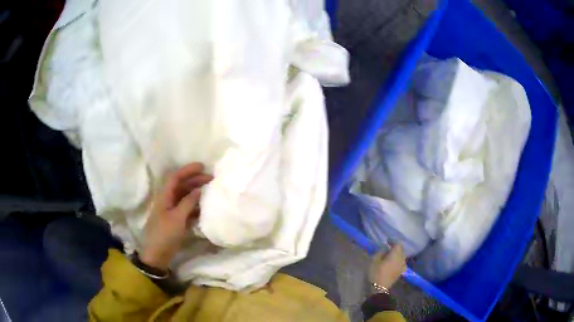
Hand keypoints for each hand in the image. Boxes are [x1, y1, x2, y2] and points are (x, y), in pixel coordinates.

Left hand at [140, 163, 212, 270]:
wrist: (157, 255)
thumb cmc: (165, 234)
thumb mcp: (177, 218)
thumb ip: (188, 202)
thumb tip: (199, 190)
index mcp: (164, 196)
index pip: (175, 177)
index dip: (188, 170)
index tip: (202, 166)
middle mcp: (168, 200)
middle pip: (181, 186)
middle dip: (195, 180)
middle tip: (211, 180)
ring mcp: (171, 211)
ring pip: (185, 197)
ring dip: (196, 193)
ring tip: (210, 192)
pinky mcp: (175, 221)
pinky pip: (187, 209)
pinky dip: (195, 207)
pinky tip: (205, 209)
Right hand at [369, 244, 406, 289]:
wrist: (380, 288)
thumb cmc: (376, 272)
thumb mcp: (374, 260)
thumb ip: (380, 252)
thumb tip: (384, 249)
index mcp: (396, 254)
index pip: (398, 244)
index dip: (393, 241)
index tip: (387, 241)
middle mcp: (402, 259)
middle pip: (401, 250)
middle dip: (395, 248)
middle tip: (387, 249)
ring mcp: (402, 266)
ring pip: (401, 257)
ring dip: (396, 255)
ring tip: (389, 256)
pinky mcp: (401, 272)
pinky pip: (401, 263)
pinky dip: (397, 261)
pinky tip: (392, 263)